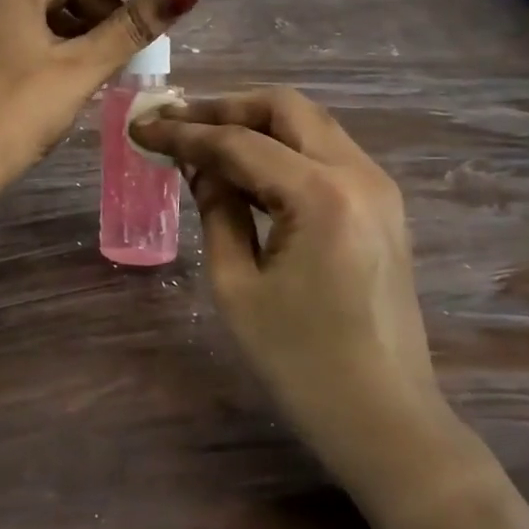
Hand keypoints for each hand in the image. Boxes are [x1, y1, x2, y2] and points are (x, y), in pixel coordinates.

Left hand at [0, 0, 198, 192]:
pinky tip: (81, 66)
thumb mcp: (82, 66)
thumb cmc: (19, 108)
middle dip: (104, 5)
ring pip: (42, 7)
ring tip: (117, 55)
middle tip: (140, 37)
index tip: (159, 4)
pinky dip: (56, 40)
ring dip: (83, 26)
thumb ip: (132, 27)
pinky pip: (24, 28)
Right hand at [131, 88, 454, 496]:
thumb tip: (199, 167)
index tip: (141, 127)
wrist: (386, 421)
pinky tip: (245, 171)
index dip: (184, 132)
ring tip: (203, 141)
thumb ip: (215, 210)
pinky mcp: (382, 207)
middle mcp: (359, 174)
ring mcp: (378, 188)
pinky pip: (325, 153)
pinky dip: (282, 149)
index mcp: (321, 195)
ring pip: (309, 124)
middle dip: (225, 107)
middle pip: (285, 107)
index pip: (238, 142)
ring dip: (255, 124)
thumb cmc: (301, 362)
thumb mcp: (236, 285)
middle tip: (178, 122)